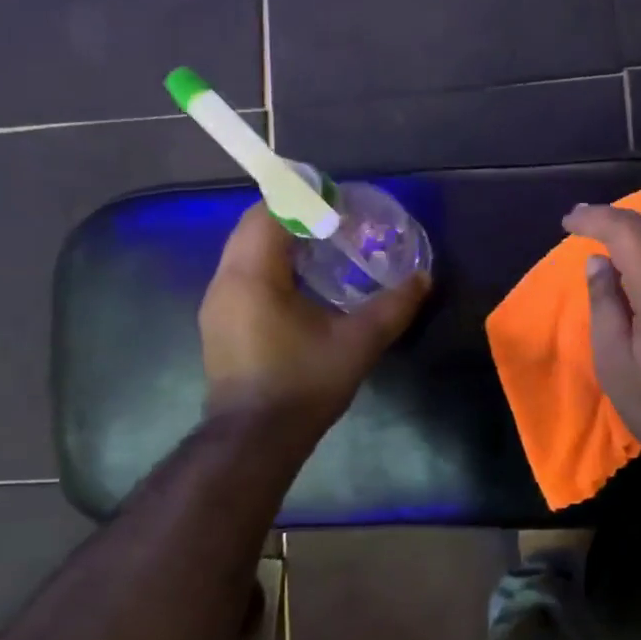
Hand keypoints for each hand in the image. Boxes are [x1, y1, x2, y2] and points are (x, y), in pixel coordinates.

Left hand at [199, 205, 429, 434]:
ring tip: (323, 249)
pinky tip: (302, 286)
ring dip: (279, 242)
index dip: (301, 198)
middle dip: (292, 217)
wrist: (254, 441)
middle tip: (335, 223)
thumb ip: (393, 306)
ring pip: (245, 252)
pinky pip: (243, 275)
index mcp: (253, 275)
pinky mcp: (219, 324)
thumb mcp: (358, 342)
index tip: (336, 201)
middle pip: (253, 226)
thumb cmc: (303, 384)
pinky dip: (270, 266)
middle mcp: (226, 281)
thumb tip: (423, 278)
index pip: (269, 212)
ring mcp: (217, 304)